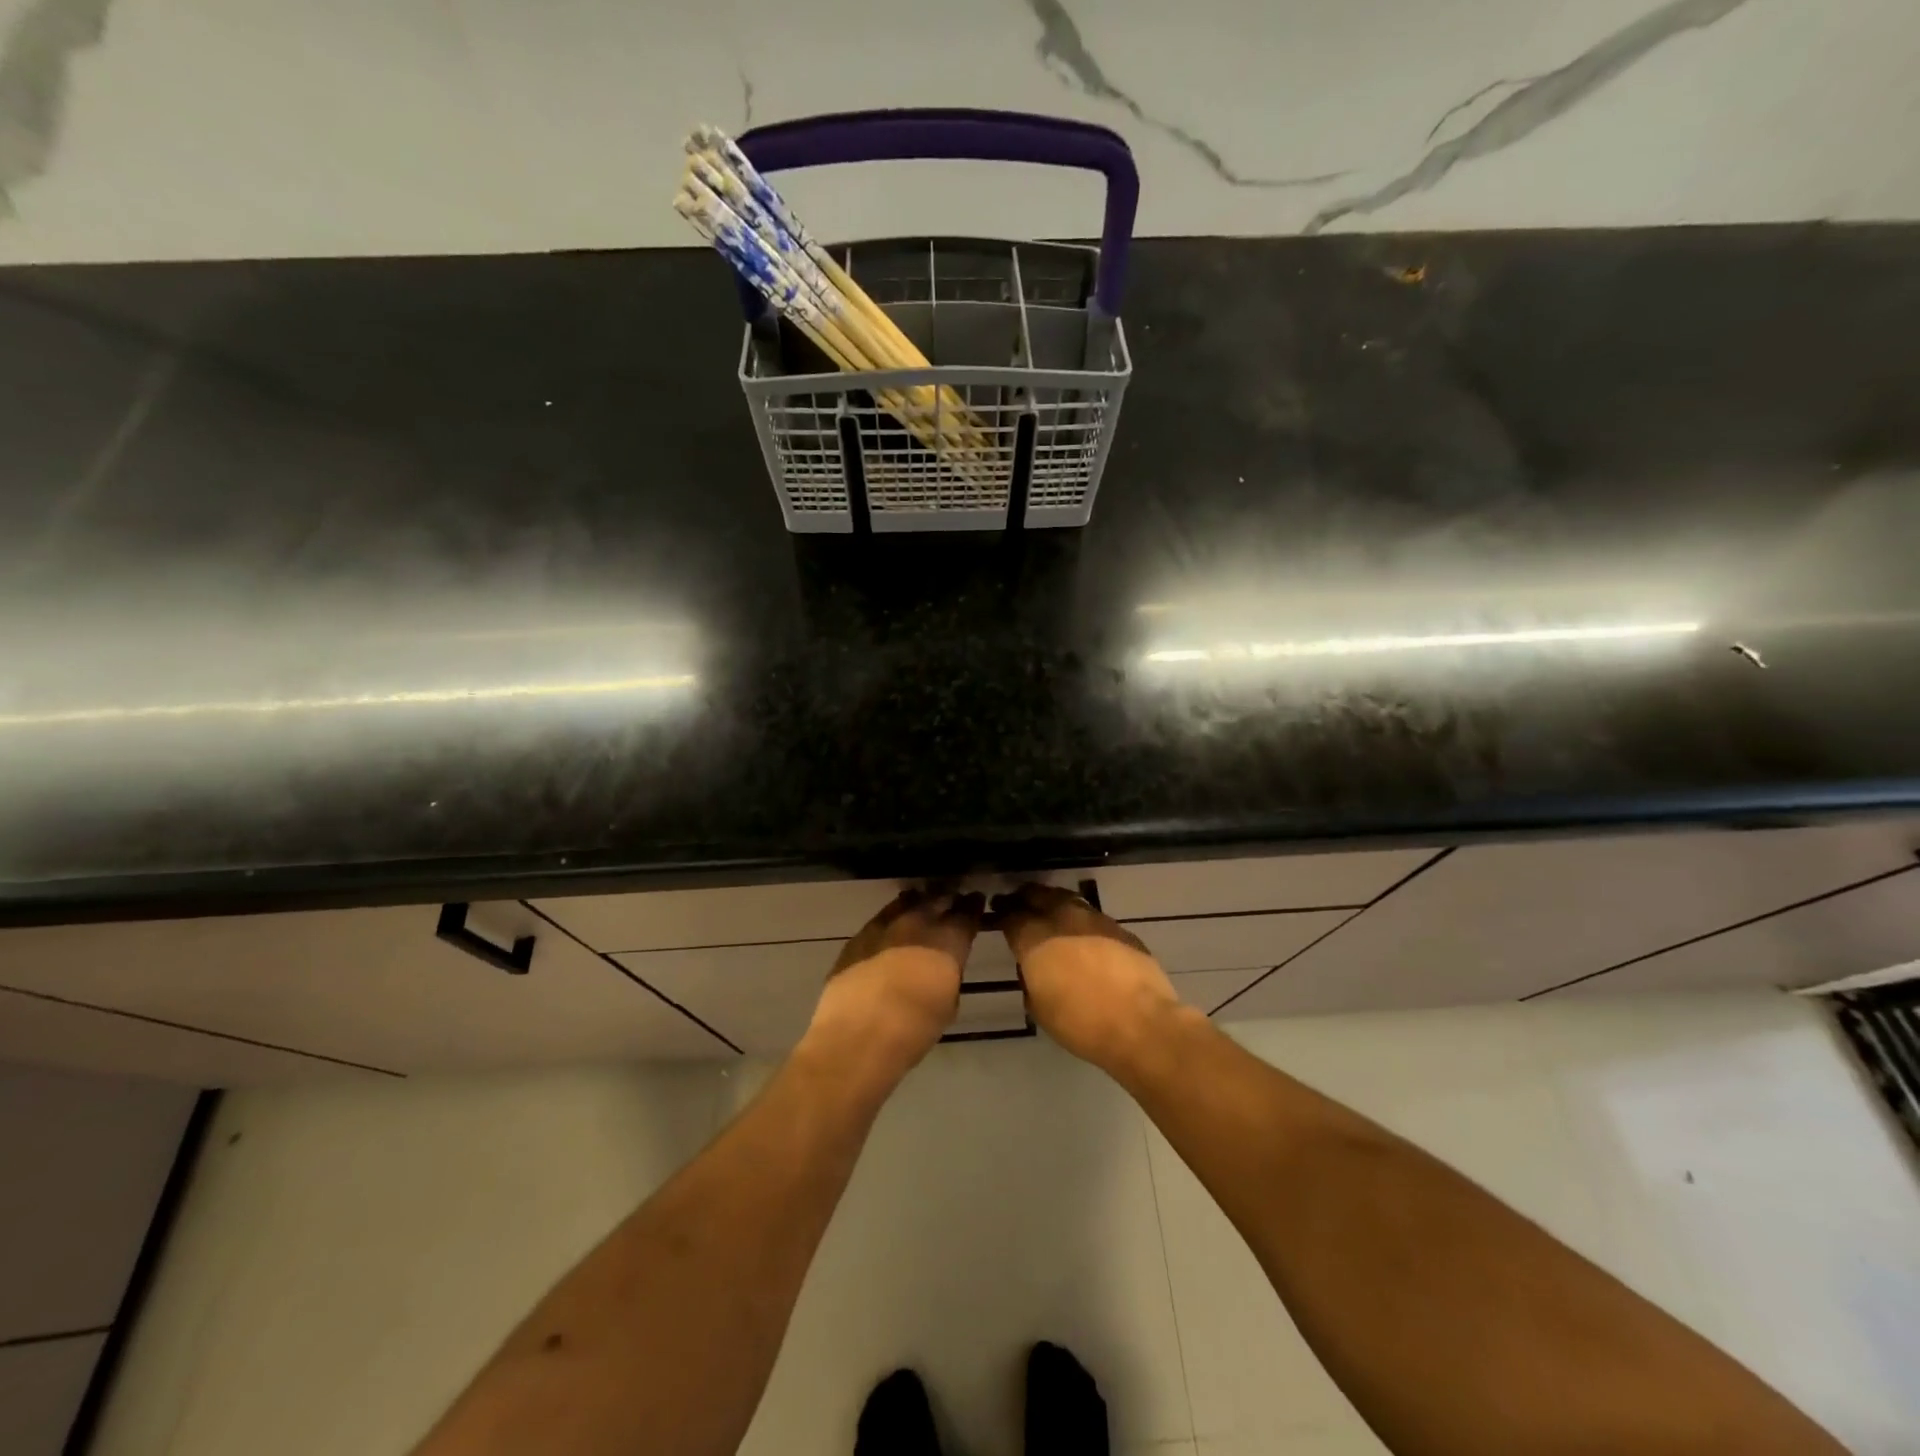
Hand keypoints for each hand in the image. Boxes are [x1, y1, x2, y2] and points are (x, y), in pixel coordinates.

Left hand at [802, 890, 984, 1090]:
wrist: (858, 1034)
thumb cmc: (913, 1029)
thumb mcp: (947, 1005)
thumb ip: (948, 976)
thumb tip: (943, 968)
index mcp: (948, 941)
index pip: (967, 914)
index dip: (973, 907)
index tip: (976, 903)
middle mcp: (919, 924)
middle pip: (938, 900)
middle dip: (947, 901)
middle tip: (951, 902)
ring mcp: (886, 926)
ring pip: (907, 902)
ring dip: (918, 904)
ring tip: (922, 908)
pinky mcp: (859, 936)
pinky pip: (881, 917)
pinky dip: (891, 918)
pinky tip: (891, 927)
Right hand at [993, 884, 1185, 1076]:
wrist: (1141, 1024)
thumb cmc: (1081, 1023)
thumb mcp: (1040, 1008)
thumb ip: (1030, 980)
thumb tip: (1033, 969)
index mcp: (1035, 939)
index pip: (1011, 916)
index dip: (1001, 913)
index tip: (996, 912)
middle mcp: (1062, 919)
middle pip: (1037, 895)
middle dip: (1024, 897)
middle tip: (1017, 901)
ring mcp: (1095, 920)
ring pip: (1066, 898)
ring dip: (1052, 901)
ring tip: (1047, 909)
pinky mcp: (1120, 929)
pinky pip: (1092, 915)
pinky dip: (1079, 918)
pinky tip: (1081, 931)